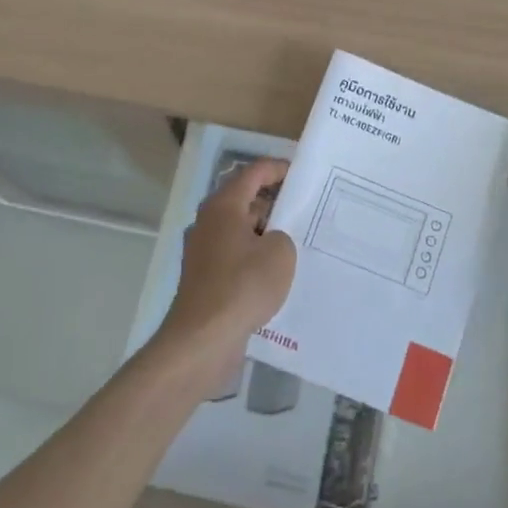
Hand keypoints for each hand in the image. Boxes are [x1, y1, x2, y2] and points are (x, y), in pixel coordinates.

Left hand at [155, 158, 296, 390]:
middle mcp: (208, 222)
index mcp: (223, 205)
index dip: (278, 169)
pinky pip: (234, 255)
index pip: (253, 173)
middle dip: (273, 203)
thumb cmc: (243, 285)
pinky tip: (274, 274)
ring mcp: (202, 250)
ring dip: (264, 233)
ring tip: (296, 243)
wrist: (203, 338)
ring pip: (239, 229)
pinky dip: (253, 256)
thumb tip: (270, 240)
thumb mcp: (280, 253)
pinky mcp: (204, 276)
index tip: (301, 173)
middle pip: (244, 200)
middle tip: (304, 210)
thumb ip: (282, 235)